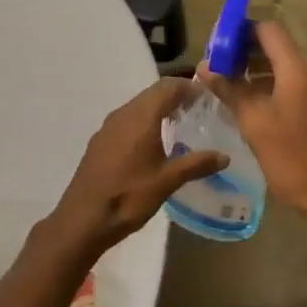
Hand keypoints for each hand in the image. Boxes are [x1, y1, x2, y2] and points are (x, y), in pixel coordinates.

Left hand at [48, 78, 227, 257]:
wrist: (82, 220)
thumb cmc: (128, 196)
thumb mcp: (168, 181)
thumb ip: (197, 164)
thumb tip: (224, 156)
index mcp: (141, 116)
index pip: (168, 86)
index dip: (188, 87)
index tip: (207, 96)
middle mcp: (123, 114)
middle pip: (153, 93)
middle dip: (176, 96)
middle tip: (198, 110)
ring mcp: (108, 127)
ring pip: (138, 106)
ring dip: (159, 108)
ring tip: (179, 125)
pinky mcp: (100, 141)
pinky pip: (127, 120)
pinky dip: (144, 121)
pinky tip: (153, 144)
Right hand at [201, 20, 306, 236]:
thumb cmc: (292, 160)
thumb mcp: (254, 124)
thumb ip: (230, 89)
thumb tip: (205, 65)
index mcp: (298, 70)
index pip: (268, 30)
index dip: (241, 31)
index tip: (218, 46)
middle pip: (278, 47)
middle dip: (247, 53)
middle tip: (220, 69)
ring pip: (287, 68)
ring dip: (260, 72)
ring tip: (233, 90)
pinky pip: (298, 86)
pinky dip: (275, 88)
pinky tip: (258, 110)